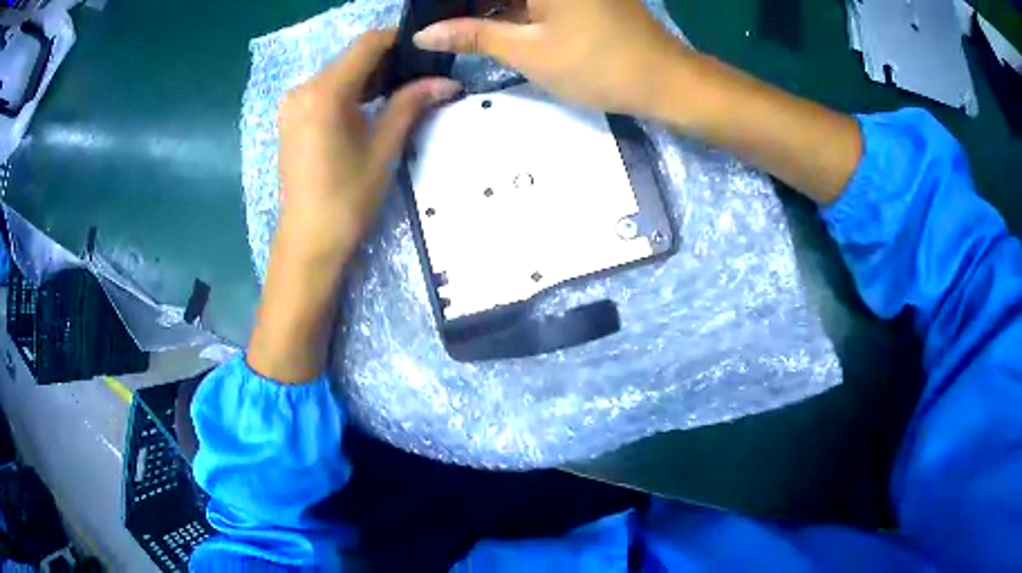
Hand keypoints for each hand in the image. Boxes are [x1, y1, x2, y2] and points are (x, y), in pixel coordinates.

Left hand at [276, 29, 460, 266]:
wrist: (308, 241)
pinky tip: (371, 105)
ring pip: (338, 73)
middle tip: (420, 74)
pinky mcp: (291, 119)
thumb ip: (410, 105)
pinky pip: (325, 90)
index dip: (398, 40)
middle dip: (387, 60)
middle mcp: (302, 90)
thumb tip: (446, 81)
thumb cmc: (347, 199)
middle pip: (351, 57)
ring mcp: (292, 104)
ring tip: (401, 90)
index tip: (426, 49)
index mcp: (323, 93)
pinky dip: (350, 90)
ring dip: (369, 76)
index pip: (366, 45)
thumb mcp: (383, 148)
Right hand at [413, 0, 688, 118]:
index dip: (448, 3)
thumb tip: (425, 33)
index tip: (425, 15)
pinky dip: (510, 7)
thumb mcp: (528, 51)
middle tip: (434, 27)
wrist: (664, 79)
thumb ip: (473, 35)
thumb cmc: (597, 64)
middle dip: (464, 4)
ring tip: (451, 28)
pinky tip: (485, 24)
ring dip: (486, 6)